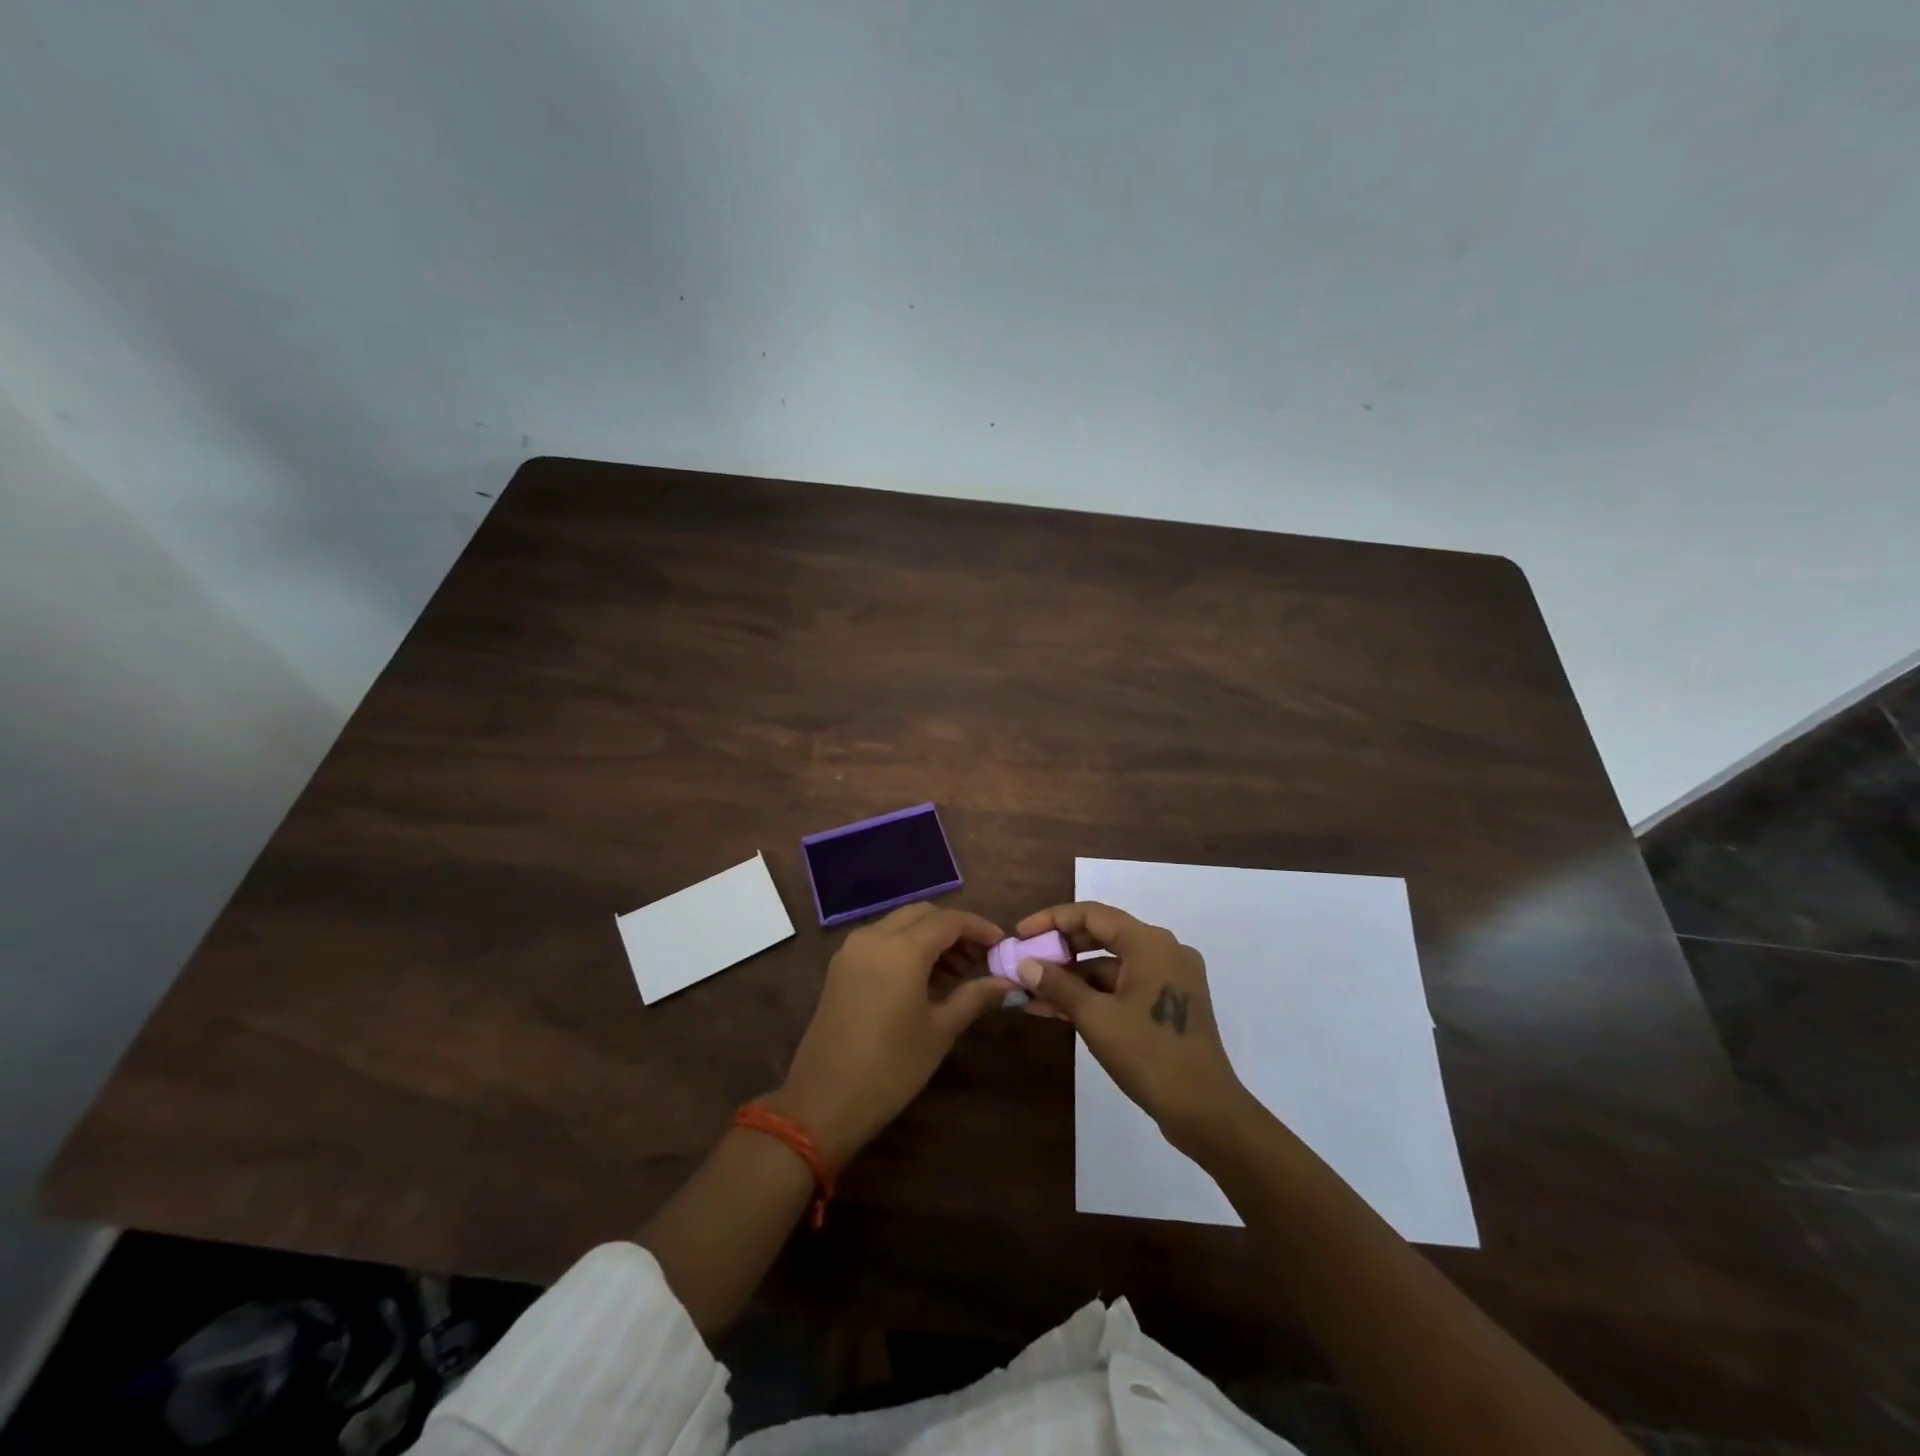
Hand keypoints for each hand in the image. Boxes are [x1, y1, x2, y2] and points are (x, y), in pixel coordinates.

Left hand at [768, 903, 1009, 1166]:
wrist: (824, 1100)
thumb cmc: (891, 1067)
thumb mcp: (940, 1031)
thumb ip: (974, 997)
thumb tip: (1007, 983)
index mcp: (902, 948)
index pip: (949, 920)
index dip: (979, 928)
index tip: (1001, 943)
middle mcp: (874, 937)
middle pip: (922, 914)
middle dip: (953, 928)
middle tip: (979, 957)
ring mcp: (852, 949)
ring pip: (899, 924)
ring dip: (929, 936)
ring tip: (956, 971)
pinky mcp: (840, 966)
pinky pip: (880, 939)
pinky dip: (905, 946)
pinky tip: (923, 977)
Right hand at [1014, 901, 1252, 1150]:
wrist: (1205, 1111)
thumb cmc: (1149, 1055)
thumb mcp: (1096, 1018)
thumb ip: (1058, 985)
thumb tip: (1024, 964)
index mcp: (1149, 943)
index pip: (1092, 914)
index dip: (1051, 920)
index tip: (1020, 934)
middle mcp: (1163, 950)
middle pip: (1102, 935)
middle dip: (1060, 949)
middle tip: (1024, 961)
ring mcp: (1169, 977)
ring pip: (1111, 964)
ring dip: (1072, 976)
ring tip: (1031, 991)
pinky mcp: (1169, 1002)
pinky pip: (1123, 985)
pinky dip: (1094, 994)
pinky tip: (1058, 1008)